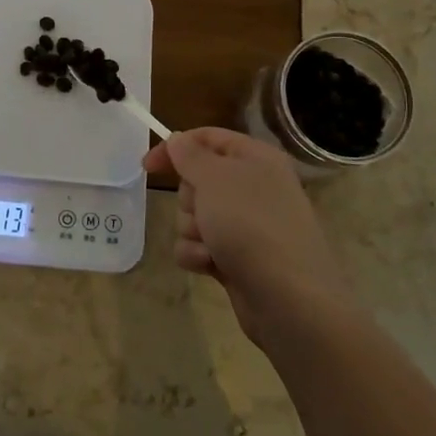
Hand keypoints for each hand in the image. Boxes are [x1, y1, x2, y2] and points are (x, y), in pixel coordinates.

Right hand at [143, 128, 344, 344]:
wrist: (288, 297)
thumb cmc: (250, 224)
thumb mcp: (215, 178)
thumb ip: (190, 154)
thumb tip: (178, 139)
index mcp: (255, 159)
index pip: (208, 138)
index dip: (176, 147)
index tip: (147, 166)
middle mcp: (253, 187)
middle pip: (197, 180)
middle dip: (189, 198)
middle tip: (203, 211)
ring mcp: (245, 225)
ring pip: (194, 216)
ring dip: (192, 230)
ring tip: (211, 244)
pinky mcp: (236, 257)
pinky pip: (199, 246)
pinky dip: (199, 254)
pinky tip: (211, 264)